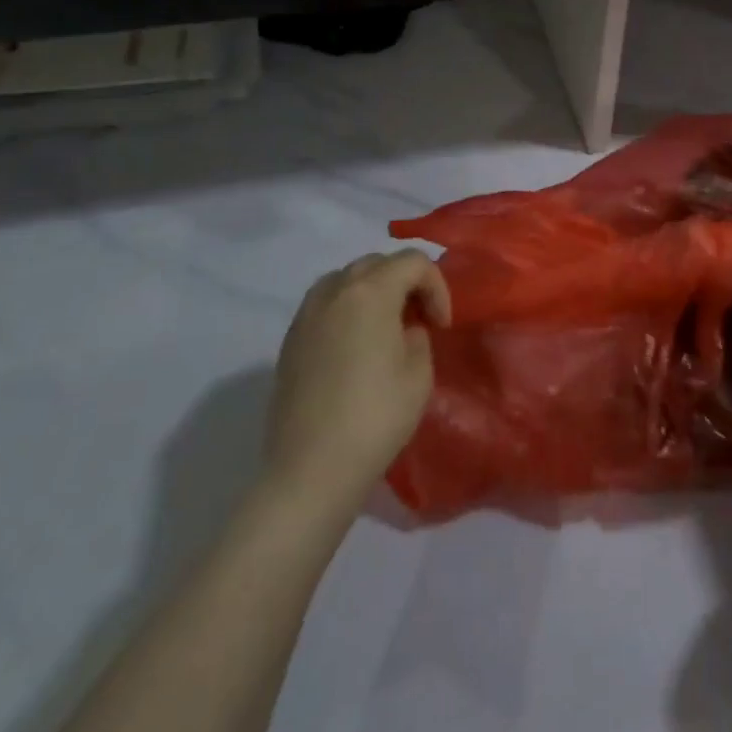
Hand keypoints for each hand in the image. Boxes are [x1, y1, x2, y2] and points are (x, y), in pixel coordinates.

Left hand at [264, 249, 447, 512]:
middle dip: (405, 282)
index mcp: (370, 292)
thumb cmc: (376, 417)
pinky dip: (347, 310)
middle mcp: (334, 292)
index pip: (413, 262)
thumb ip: (418, 336)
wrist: (311, 470)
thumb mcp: (419, 373)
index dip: (437, 287)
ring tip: (386, 328)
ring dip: (373, 292)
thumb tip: (403, 329)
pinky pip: (325, 305)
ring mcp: (306, 315)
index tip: (441, 325)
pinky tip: (356, 347)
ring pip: (346, 280)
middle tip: (419, 319)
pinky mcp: (289, 341)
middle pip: (377, 264)